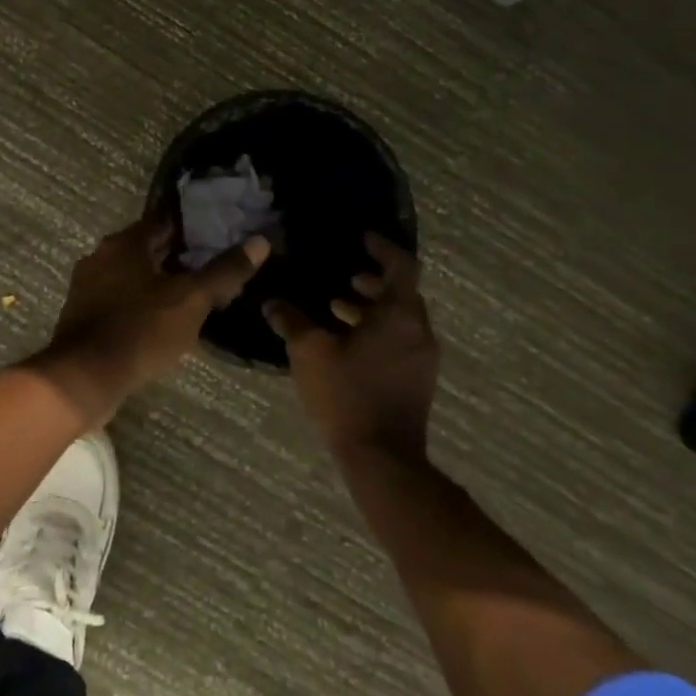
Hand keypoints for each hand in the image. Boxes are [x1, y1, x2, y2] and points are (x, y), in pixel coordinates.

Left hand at [27, 217, 270, 425]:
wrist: (84, 378)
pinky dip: (140, 303)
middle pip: (147, 248)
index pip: (164, 221)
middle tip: (211, 266)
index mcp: (124, 243)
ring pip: (132, 275)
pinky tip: (161, 320)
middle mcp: (101, 256)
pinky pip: (119, 298)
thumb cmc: (139, 330)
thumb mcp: (191, 300)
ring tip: (192, 295)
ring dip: (158, 281)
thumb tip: (260, 241)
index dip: (193, 226)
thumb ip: (224, 272)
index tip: (218, 233)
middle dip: (177, 256)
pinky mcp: (83, 314)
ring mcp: (87, 286)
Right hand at [267, 233, 439, 459]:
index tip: (361, 238)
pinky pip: (399, 340)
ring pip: (400, 318)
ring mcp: (422, 358)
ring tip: (336, 306)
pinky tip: (345, 343)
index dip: (382, 247)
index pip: (401, 265)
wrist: (382, 457)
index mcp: (399, 315)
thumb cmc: (347, 394)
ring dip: (372, 307)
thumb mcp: (309, 351)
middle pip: (402, 292)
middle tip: (343, 275)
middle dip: (373, 280)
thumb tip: (273, 302)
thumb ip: (291, 320)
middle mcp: (418, 330)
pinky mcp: (417, 379)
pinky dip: (376, 330)